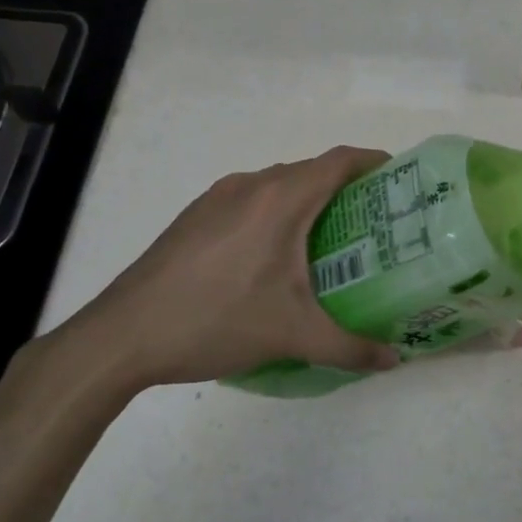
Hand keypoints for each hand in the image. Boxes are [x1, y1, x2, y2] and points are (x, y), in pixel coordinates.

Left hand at [37, 147, 400, 398]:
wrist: (122, 336)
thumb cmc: (216, 321)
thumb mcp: (292, 336)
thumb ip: (350, 347)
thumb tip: (393, 361)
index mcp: (282, 199)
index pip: (341, 160)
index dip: (374, 162)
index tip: (400, 180)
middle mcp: (251, 185)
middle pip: (311, 171)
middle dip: (346, 189)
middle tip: (373, 224)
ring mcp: (217, 198)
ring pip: (277, 185)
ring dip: (307, 202)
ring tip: (328, 242)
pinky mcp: (194, 216)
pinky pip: (249, 200)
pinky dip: (274, 214)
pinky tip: (272, 258)